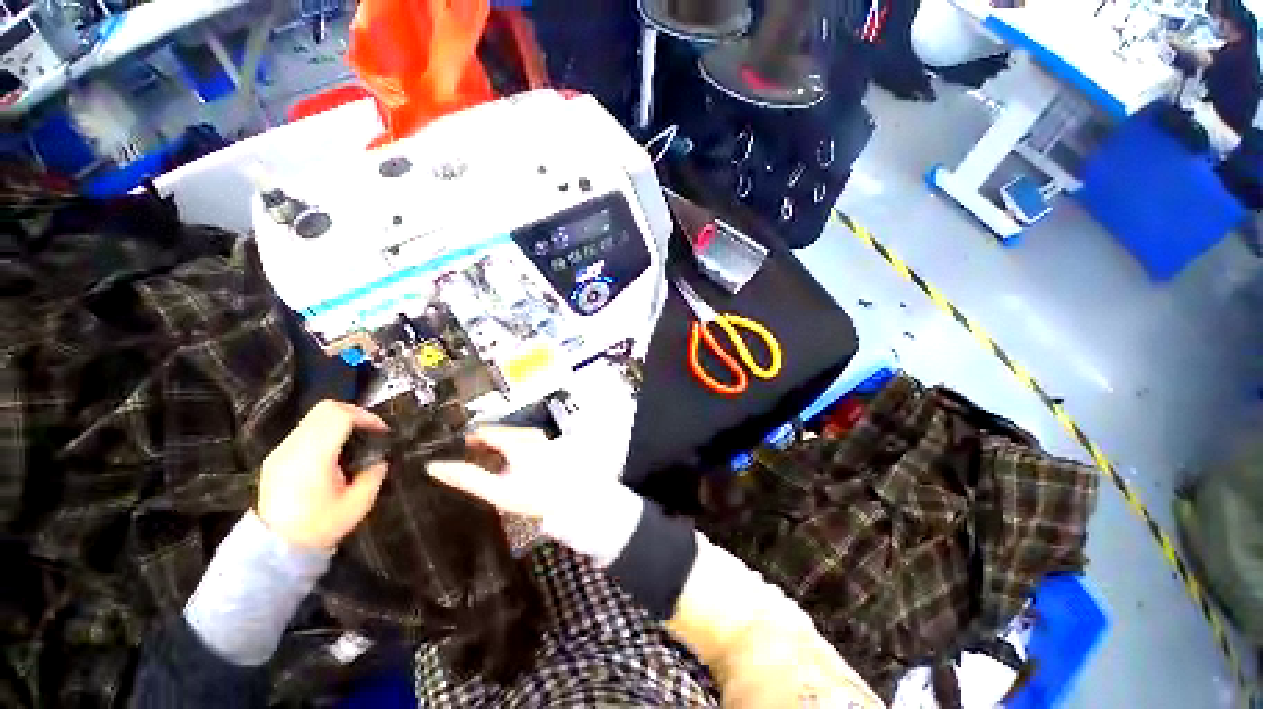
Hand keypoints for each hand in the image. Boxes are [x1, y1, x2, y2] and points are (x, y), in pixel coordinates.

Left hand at [256, 400, 389, 549]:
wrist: (274, 547)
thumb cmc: (319, 527)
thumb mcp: (358, 504)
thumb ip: (373, 474)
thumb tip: (380, 458)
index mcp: (313, 458)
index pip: (339, 416)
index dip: (366, 417)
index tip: (381, 431)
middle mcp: (293, 448)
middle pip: (326, 409)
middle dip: (355, 414)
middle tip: (370, 431)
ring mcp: (281, 450)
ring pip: (315, 417)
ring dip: (340, 422)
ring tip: (355, 441)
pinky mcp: (277, 456)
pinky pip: (305, 429)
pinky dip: (326, 431)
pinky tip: (335, 452)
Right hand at [427, 425, 644, 565]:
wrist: (576, 501)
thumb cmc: (536, 496)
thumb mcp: (498, 490)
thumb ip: (467, 478)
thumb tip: (435, 466)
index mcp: (516, 441)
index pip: (485, 432)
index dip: (467, 438)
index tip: (452, 445)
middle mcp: (530, 436)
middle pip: (500, 432)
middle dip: (482, 440)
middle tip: (464, 454)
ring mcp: (542, 441)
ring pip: (513, 436)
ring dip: (497, 444)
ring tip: (484, 457)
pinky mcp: (550, 449)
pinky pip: (525, 442)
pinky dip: (512, 448)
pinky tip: (511, 461)